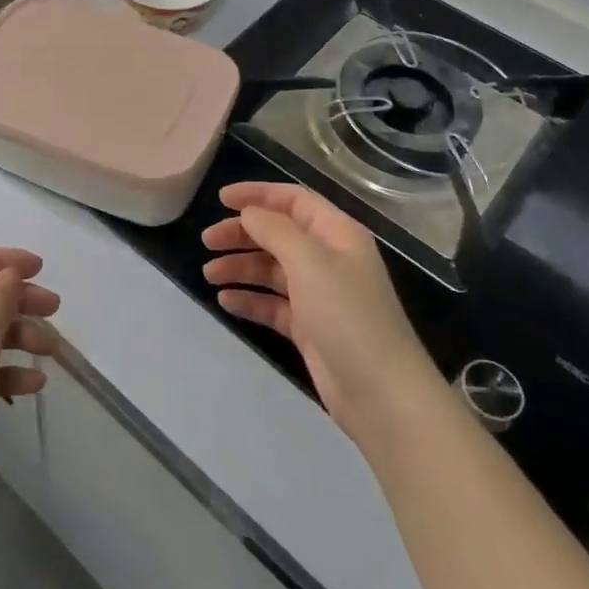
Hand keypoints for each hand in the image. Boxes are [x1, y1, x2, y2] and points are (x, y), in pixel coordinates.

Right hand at [202, 182, 434, 438]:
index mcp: (337, 234)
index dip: (258, 194)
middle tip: (207, 242)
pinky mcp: (310, 328)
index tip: (221, 199)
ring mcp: (320, 295)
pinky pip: (273, 304)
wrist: (381, 393)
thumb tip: (249, 212)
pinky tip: (225, 301)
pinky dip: (250, 299)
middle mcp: (329, 259)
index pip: (294, 200)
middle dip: (242, 234)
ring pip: (273, 269)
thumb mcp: (310, 261)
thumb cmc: (347, 315)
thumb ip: (275, 230)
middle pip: (279, 234)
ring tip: (209, 274)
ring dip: (241, 267)